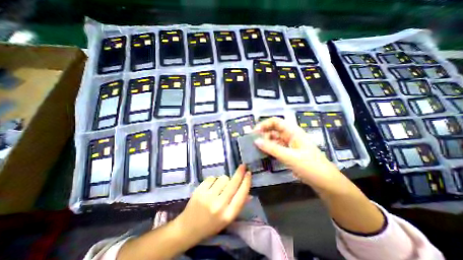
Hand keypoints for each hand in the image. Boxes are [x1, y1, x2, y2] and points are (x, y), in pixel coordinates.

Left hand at [177, 166, 251, 242]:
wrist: (188, 228)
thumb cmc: (211, 225)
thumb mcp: (227, 219)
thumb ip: (239, 205)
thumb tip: (249, 194)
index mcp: (228, 214)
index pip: (241, 195)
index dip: (246, 182)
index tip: (249, 173)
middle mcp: (219, 205)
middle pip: (233, 183)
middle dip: (240, 173)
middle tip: (243, 166)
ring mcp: (208, 197)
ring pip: (223, 178)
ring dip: (224, 179)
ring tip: (220, 187)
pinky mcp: (199, 190)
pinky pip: (212, 178)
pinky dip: (214, 180)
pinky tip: (211, 187)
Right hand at [255, 117, 348, 194]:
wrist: (326, 182)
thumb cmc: (310, 166)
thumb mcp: (289, 157)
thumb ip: (272, 148)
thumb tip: (255, 141)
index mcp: (293, 131)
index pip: (275, 122)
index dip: (264, 124)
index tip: (254, 133)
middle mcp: (290, 135)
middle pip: (273, 130)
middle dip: (262, 133)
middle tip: (252, 142)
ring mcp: (289, 144)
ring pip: (274, 139)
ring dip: (265, 142)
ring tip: (255, 148)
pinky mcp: (288, 152)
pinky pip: (276, 147)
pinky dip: (269, 149)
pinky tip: (263, 153)